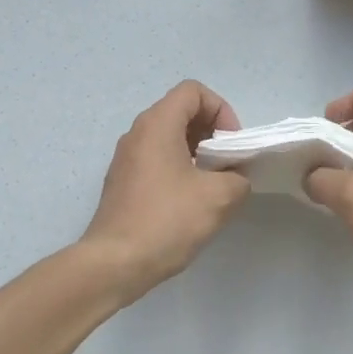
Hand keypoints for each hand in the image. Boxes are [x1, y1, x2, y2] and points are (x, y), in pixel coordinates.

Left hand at [81, 80, 251, 301]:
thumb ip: (238, 178)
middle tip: (227, 165)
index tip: (230, 145)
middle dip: (211, 132)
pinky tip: (189, 202)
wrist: (115, 262)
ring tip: (212, 185)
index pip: (193, 91)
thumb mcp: (219, 198)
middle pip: (180, 112)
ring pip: (168, 137)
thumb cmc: (167, 221)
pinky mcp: (122, 181)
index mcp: (157, 124)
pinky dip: (178, 168)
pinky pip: (156, 159)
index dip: (220, 110)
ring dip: (196, 152)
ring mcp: (126, 158)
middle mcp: (137, 132)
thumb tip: (234, 178)